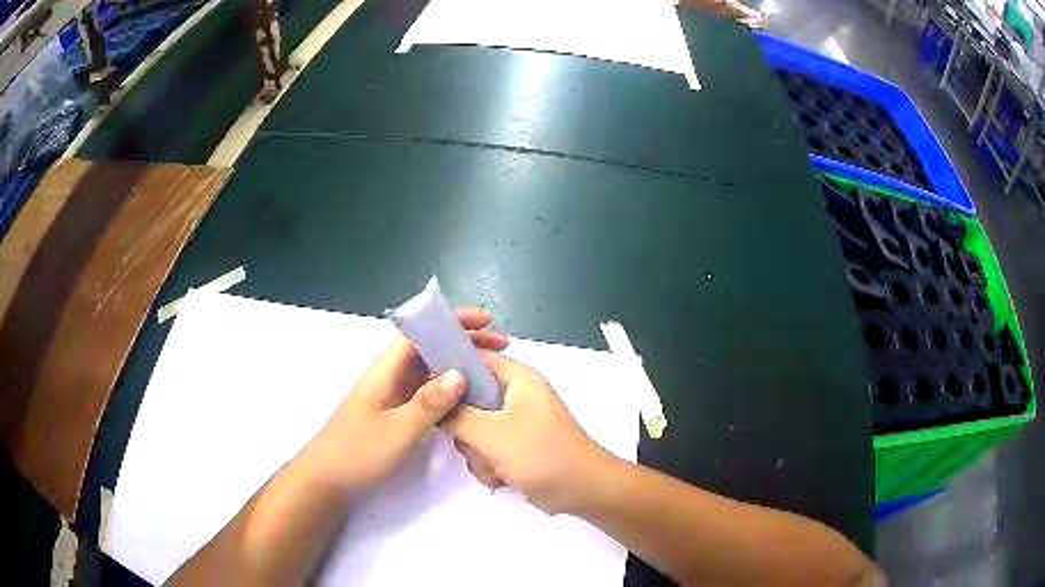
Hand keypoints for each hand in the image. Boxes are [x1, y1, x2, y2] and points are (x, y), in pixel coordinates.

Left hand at [315, 308, 507, 497]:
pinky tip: (468, 400)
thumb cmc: (357, 453)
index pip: (420, 332)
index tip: (485, 321)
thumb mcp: (397, 430)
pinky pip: (427, 392)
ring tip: (492, 370)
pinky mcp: (395, 413)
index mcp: (385, 371)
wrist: (327, 480)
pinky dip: (449, 389)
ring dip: (458, 365)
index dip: (451, 321)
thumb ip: (428, 403)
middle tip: (500, 346)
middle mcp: (390, 377)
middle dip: (463, 342)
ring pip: (429, 371)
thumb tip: (459, 373)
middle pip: (428, 348)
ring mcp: (392, 396)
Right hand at [441, 353, 611, 513]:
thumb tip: (434, 403)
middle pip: (468, 399)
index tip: (427, 390)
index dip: (449, 369)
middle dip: (464, 428)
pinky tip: (501, 478)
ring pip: (473, 430)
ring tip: (494, 466)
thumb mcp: (493, 433)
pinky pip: (486, 450)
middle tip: (472, 441)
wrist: (584, 491)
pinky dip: (489, 465)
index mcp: (517, 379)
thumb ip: (457, 416)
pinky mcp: (516, 448)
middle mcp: (516, 396)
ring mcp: (515, 424)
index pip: (474, 358)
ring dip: (477, 452)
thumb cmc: (543, 455)